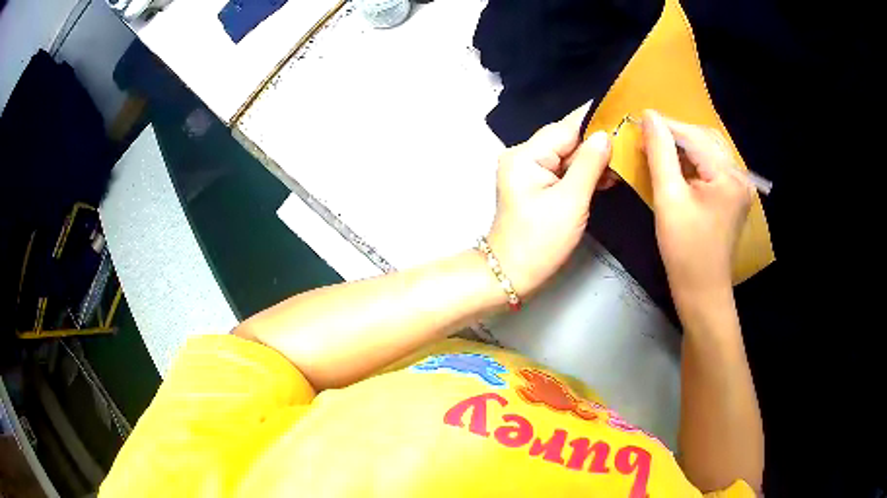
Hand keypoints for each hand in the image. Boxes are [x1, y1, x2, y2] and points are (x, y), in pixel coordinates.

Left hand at [487, 103, 611, 295]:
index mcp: (526, 155)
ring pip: (567, 155)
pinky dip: (583, 174)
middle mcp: (523, 156)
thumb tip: (605, 135)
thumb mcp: (570, 202)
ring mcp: (528, 170)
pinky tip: (606, 178)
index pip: (566, 127)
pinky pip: (563, 171)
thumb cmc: (539, 242)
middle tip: (630, 144)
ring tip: (622, 164)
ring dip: (593, 161)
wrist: (512, 274)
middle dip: (597, 143)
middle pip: (567, 139)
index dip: (595, 120)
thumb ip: (589, 165)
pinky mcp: (535, 184)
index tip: (623, 113)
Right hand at [641, 109, 751, 300]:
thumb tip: (649, 117)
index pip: (694, 136)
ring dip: (684, 146)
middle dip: (676, 134)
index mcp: (728, 176)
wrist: (702, 292)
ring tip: (659, 150)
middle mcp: (740, 176)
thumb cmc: (684, 250)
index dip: (665, 126)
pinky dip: (693, 161)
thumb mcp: (668, 198)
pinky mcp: (733, 197)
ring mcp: (739, 187)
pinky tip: (677, 166)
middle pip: (705, 139)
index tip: (637, 120)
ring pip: (709, 151)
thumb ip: (660, 152)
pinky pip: (712, 167)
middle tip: (648, 137)